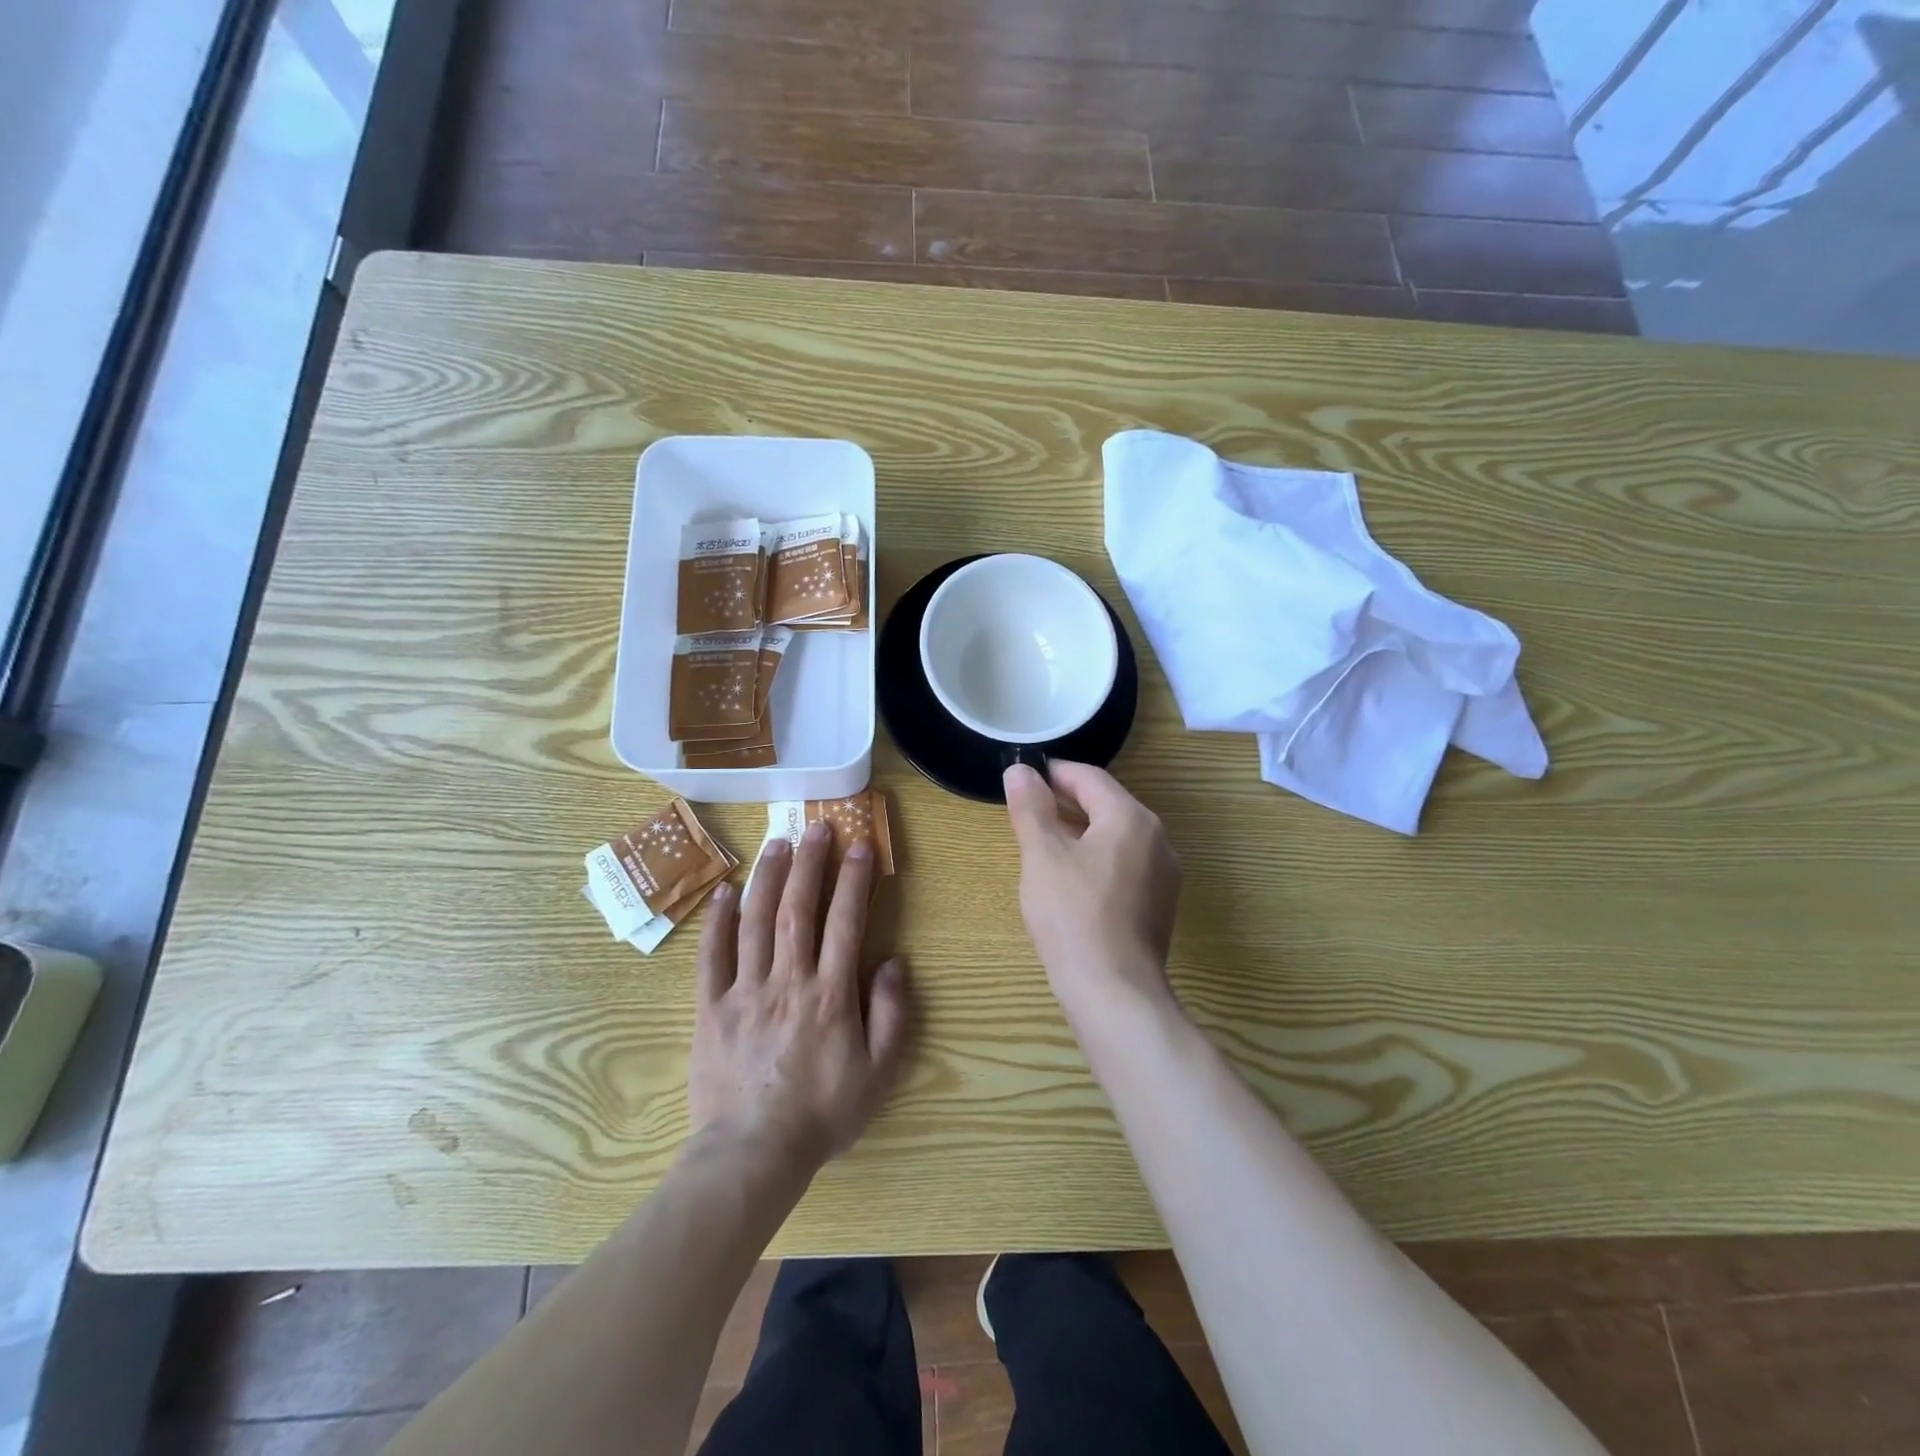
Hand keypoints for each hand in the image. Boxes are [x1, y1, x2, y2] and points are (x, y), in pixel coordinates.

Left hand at [688, 821, 909, 1170]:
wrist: (752, 1154)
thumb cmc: (822, 1114)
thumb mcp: (878, 1074)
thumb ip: (891, 1015)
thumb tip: (892, 963)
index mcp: (830, 994)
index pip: (845, 921)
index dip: (854, 879)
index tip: (859, 845)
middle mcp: (788, 980)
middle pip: (798, 908)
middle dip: (810, 862)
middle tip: (816, 826)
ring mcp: (745, 991)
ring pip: (755, 921)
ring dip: (767, 877)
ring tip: (777, 843)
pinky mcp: (711, 1007)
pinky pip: (711, 956)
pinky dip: (717, 921)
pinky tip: (724, 892)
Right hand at [1003, 761, 1180, 1025]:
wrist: (1114, 992)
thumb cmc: (1073, 915)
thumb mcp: (1043, 855)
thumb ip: (1031, 807)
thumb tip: (1020, 770)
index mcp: (1132, 818)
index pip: (1089, 778)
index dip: (1053, 773)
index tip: (1023, 778)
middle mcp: (1157, 839)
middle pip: (1107, 805)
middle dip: (1066, 803)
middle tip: (1028, 810)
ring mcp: (1163, 874)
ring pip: (1116, 837)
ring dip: (1080, 831)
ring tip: (1044, 843)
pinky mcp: (1158, 905)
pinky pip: (1124, 865)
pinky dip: (1096, 859)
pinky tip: (1070, 880)